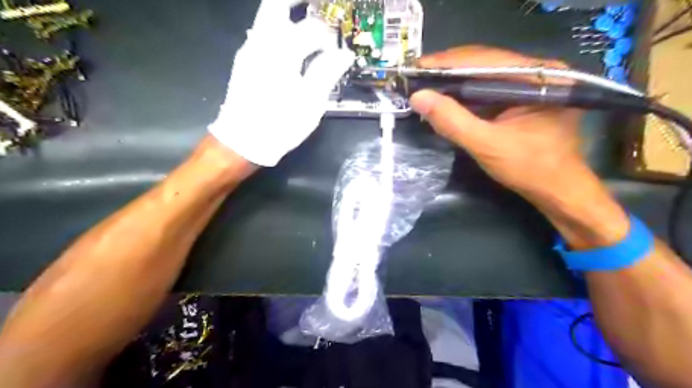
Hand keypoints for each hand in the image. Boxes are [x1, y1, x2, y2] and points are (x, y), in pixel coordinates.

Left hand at [209, 0, 352, 166]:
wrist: (243, 140)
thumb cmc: (281, 124)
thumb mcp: (311, 103)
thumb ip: (327, 73)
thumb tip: (345, 55)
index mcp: (283, 52)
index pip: (312, 29)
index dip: (329, 37)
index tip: (339, 50)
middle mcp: (263, 42)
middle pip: (277, 4)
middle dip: (298, 2)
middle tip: (317, 8)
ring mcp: (250, 49)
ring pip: (267, 16)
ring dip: (288, 13)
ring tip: (308, 22)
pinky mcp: (244, 60)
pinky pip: (262, 32)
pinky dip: (278, 28)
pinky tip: (291, 44)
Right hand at [410, 43, 630, 245]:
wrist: (557, 189)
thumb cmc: (529, 168)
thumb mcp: (486, 145)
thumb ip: (452, 121)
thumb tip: (418, 98)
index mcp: (539, 77)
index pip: (485, 59)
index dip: (447, 62)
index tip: (417, 66)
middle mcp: (538, 72)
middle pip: (485, 63)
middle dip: (449, 70)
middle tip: (417, 76)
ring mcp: (532, 84)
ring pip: (485, 75)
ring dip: (455, 81)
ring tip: (426, 85)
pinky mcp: (523, 98)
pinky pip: (489, 89)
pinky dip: (466, 94)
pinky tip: (446, 97)